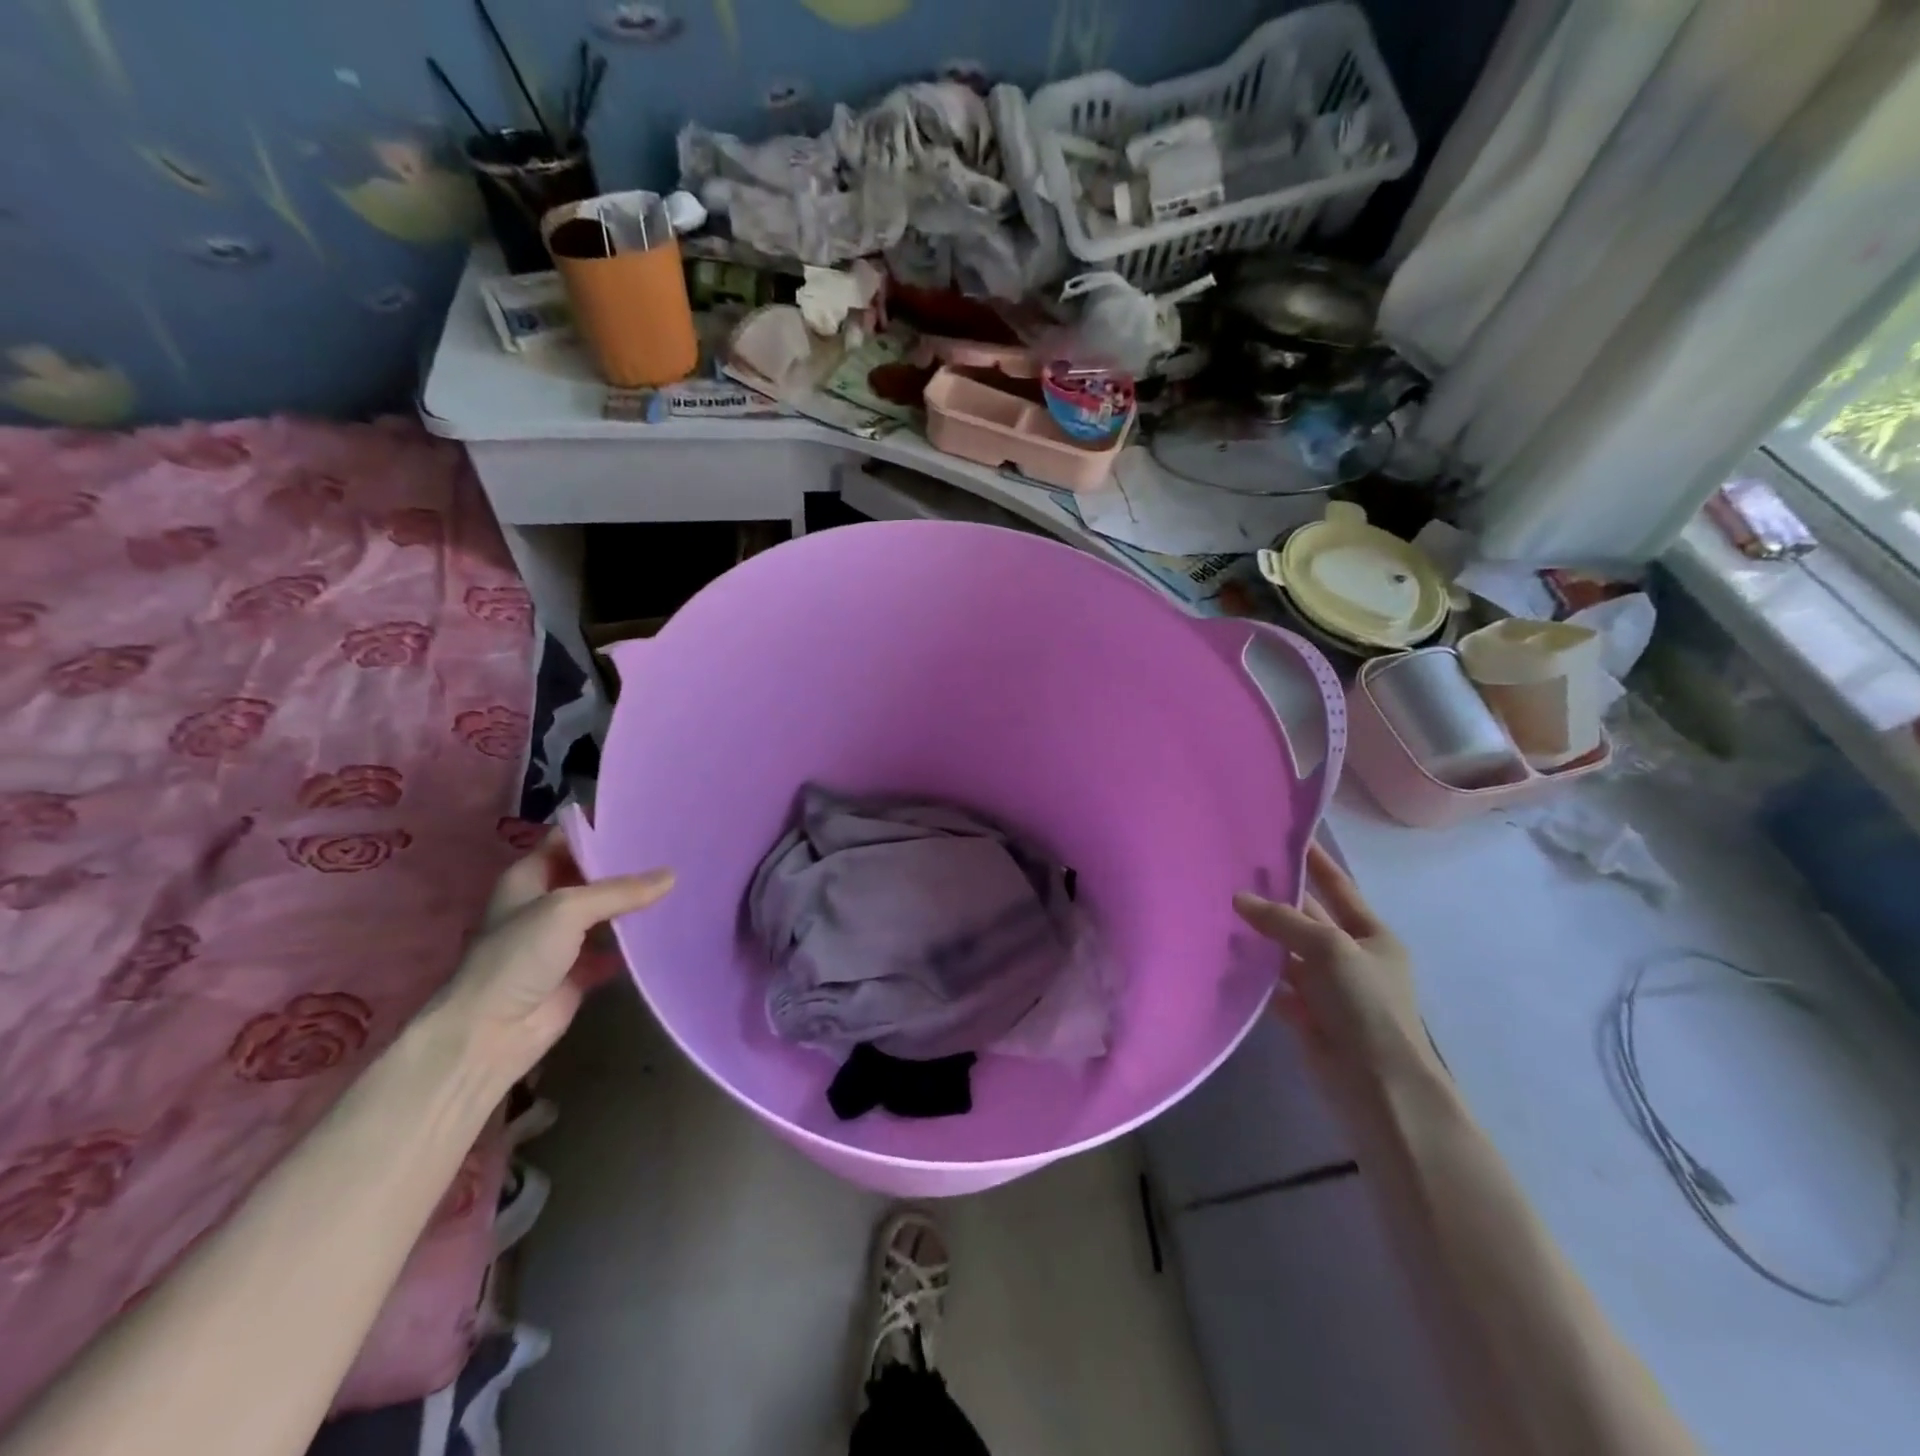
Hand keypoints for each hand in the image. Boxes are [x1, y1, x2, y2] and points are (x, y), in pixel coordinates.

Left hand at [431, 833, 673, 1086]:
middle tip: (675, 849)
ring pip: (608, 912)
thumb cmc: (518, 956)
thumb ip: (620, 891)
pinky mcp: (581, 970)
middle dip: (629, 865)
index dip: (602, 828)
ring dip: (637, 903)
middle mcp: (547, 903)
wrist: (491, 1033)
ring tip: (683, 882)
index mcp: (530, 877)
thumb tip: (671, 875)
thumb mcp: (567, 909)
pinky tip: (670, 928)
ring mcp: (564, 939)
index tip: (645, 818)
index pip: (569, 840)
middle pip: (593, 875)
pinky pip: (616, 949)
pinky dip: (638, 942)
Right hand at [1233, 843, 1429, 1111]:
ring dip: (1261, 936)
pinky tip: (1226, 958)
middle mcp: (1350, 957)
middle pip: (1308, 918)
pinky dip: (1255, 974)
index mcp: (1371, 936)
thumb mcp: (1330, 948)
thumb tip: (1238, 898)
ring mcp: (1327, 987)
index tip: (1290, 836)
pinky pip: (1274, 985)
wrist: (1377, 1084)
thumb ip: (1283, 920)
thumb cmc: (1366, 1004)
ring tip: (1220, 907)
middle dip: (1277, 897)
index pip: (1339, 888)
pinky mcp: (1305, 1014)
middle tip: (1236, 869)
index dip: (1316, 862)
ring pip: (1287, 951)